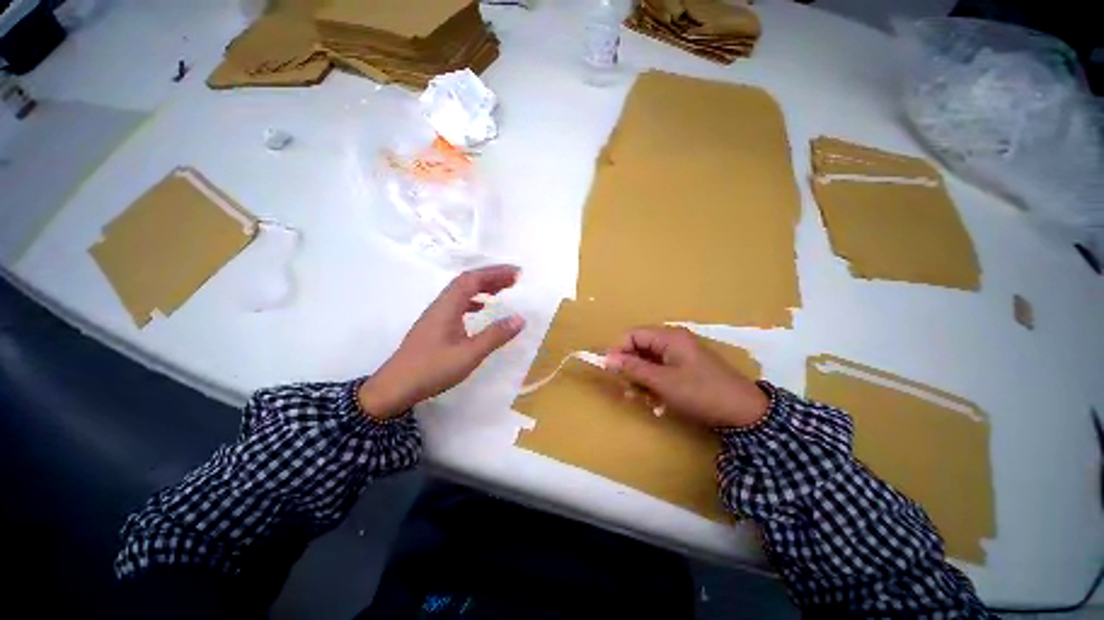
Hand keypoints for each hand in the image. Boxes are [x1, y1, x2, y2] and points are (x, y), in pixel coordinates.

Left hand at [358, 265, 525, 418]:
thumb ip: (495, 335)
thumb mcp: (469, 354)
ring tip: (502, 290)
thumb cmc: (432, 369)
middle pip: (466, 281)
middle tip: (514, 279)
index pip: (473, 279)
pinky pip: (457, 303)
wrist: (394, 388)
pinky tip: (481, 308)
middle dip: (491, 276)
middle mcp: (440, 305)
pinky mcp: (434, 325)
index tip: (517, 273)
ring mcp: (435, 315)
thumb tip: (520, 318)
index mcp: (447, 306)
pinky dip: (473, 300)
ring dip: (482, 287)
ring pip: (461, 292)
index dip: (495, 272)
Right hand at [604, 326, 768, 428]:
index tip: (610, 370)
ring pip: (649, 361)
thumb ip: (633, 368)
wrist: (745, 412)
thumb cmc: (700, 392)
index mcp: (668, 337)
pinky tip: (656, 400)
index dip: (618, 350)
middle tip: (627, 390)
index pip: (632, 335)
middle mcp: (673, 341)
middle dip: (630, 368)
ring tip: (642, 399)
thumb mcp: (663, 382)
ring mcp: (680, 355)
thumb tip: (607, 359)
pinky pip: (661, 370)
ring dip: (641, 379)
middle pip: (640, 347)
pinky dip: (654, 383)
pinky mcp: (685, 368)